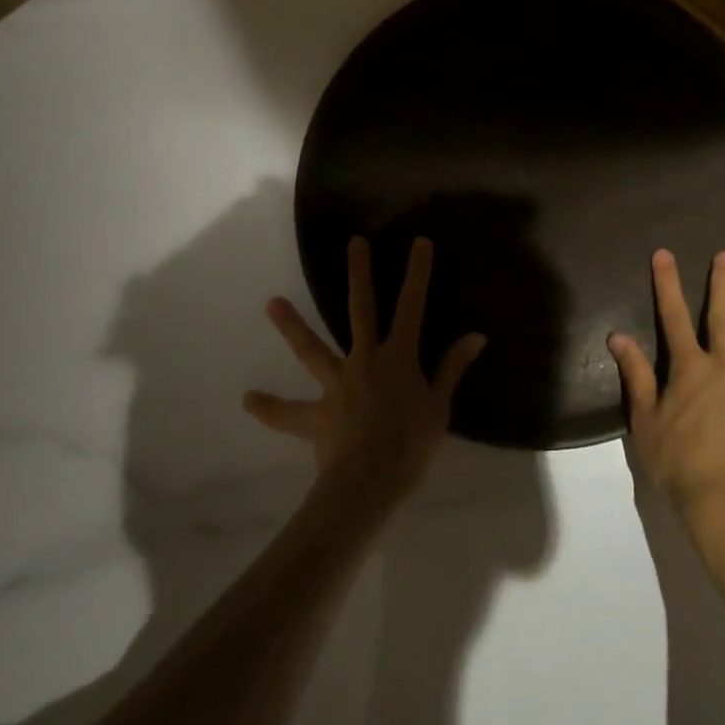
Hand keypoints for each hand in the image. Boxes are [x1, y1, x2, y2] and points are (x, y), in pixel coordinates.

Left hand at [244, 236, 484, 508]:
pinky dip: (270, 408)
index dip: (417, 273)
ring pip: (312, 349)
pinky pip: (289, 413)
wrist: (368, 483)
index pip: (412, 306)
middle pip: (361, 309)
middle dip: (359, 275)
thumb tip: (476, 336)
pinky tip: (249, 399)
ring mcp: (337, 384)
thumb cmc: (410, 444)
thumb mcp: (440, 407)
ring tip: (271, 302)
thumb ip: (452, 368)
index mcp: (398, 356)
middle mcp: (365, 359)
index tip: (419, 242)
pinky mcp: (317, 413)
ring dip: (292, 326)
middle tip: (354, 243)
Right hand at [609, 249, 724, 534]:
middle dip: (723, 288)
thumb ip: (637, 375)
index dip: (667, 285)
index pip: (673, 318)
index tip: (664, 254)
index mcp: (690, 369)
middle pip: (724, 322)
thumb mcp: (645, 419)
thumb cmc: (676, 461)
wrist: (721, 502)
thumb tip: (618, 336)